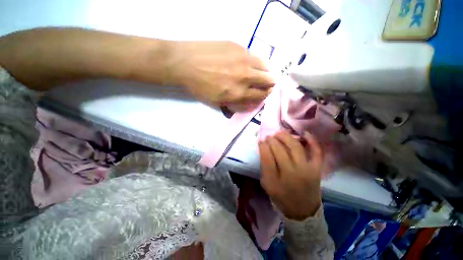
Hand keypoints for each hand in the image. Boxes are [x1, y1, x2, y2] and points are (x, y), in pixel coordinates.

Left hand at [167, 41, 273, 109]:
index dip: (265, 96)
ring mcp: (243, 59)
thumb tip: (251, 101)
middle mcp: (245, 77)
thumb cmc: (199, 87)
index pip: (261, 96)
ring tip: (260, 74)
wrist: (184, 63)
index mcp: (239, 93)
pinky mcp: (238, 47)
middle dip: (269, 85)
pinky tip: (250, 64)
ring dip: (266, 72)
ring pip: (266, 67)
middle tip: (264, 84)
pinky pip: (256, 56)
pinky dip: (257, 62)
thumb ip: (237, 103)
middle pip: (269, 81)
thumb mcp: (217, 102)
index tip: (264, 94)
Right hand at [258, 131, 322, 219]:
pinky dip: (312, 141)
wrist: (302, 209)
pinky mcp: (317, 169)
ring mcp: (306, 170)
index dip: (263, 146)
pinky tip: (304, 133)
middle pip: (280, 150)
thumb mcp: (267, 183)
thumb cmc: (281, 196)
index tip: (261, 141)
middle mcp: (292, 174)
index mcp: (276, 181)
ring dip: (286, 137)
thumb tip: (264, 147)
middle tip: (269, 137)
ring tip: (279, 133)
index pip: (267, 157)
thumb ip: (264, 165)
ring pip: (295, 147)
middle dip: (272, 140)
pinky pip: (316, 152)